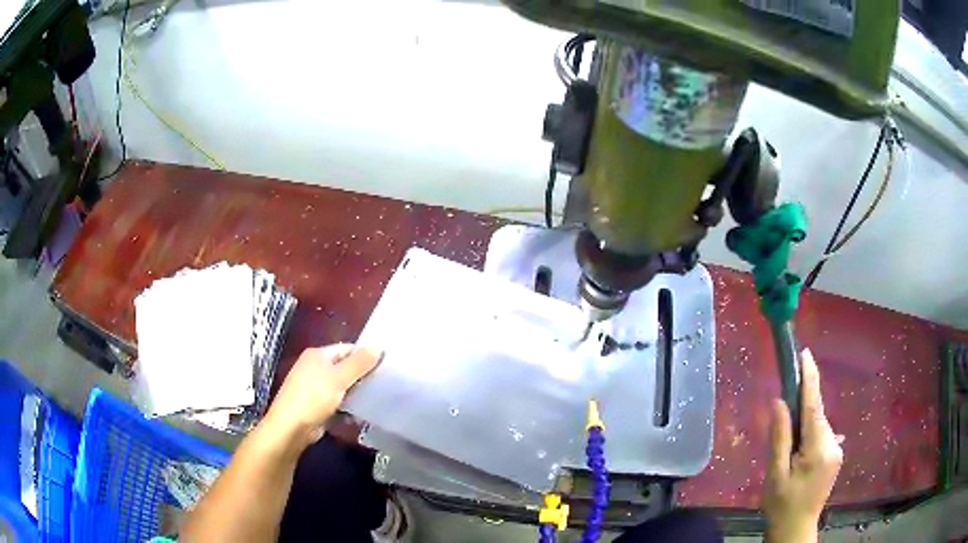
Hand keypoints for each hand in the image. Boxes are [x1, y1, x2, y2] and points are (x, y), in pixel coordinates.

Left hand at [263, 344, 381, 448]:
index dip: (365, 356)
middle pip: (344, 367)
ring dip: (355, 392)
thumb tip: (378, 347)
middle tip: (383, 383)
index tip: (385, 366)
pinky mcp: (316, 405)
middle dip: (361, 375)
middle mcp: (314, 367)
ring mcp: (314, 387)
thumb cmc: (314, 397)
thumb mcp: (339, 378)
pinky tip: (359, 413)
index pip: (347, 349)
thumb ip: (359, 363)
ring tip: (376, 398)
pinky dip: (347, 405)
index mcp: (317, 355)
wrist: (291, 427)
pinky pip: (336, 401)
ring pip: (341, 386)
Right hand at [763, 349, 842, 542]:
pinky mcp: (836, 456)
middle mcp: (833, 444)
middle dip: (800, 413)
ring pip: (819, 427)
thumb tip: (779, 402)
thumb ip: (779, 437)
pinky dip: (810, 437)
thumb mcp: (775, 474)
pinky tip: (799, 457)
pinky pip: (822, 436)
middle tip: (782, 433)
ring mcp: (837, 451)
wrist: (796, 529)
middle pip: (816, 416)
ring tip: (788, 455)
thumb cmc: (781, 504)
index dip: (810, 379)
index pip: (814, 406)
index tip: (805, 354)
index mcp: (818, 448)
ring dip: (804, 429)